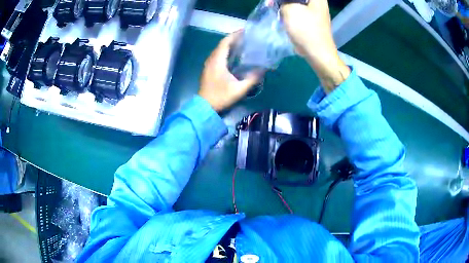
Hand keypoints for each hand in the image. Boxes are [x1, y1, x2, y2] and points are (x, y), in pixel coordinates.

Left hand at [199, 31, 261, 111]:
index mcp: (217, 61)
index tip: (244, 31)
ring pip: (219, 50)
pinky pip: (217, 56)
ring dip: (229, 45)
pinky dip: (226, 52)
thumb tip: (263, 69)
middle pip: (222, 44)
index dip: (234, 35)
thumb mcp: (239, 89)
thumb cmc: (221, 97)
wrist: (205, 107)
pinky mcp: (208, 69)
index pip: (225, 42)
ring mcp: (208, 64)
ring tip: (242, 44)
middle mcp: (211, 60)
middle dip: (233, 39)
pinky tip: (234, 56)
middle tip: (246, 38)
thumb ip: (252, 78)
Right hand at [281, 0, 349, 92]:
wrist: (318, 53)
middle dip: (282, 1)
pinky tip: (283, 18)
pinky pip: (298, 13)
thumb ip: (283, 2)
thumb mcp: (290, 9)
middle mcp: (318, 3)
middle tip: (270, 4)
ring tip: (274, 11)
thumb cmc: (306, 30)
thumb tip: (282, 5)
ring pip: (296, 4)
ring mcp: (316, 13)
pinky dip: (290, 14)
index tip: (273, 2)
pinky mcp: (312, 21)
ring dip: (284, 7)